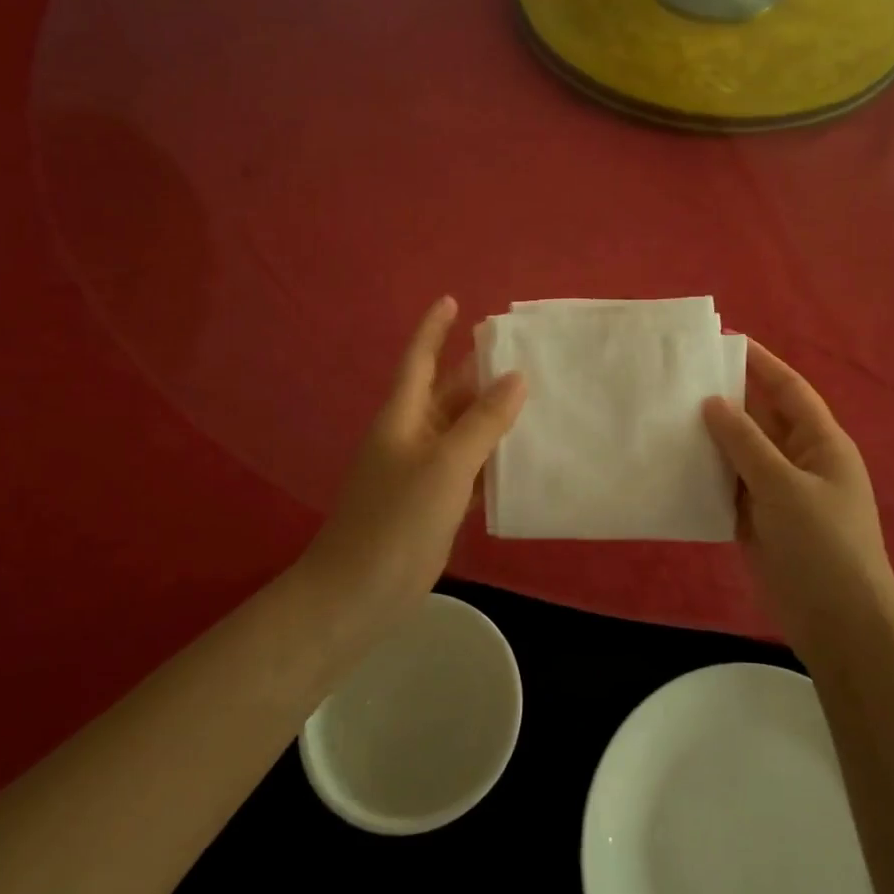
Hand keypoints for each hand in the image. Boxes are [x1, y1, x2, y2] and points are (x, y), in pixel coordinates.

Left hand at [306, 297, 525, 601]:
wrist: (358, 593)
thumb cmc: (397, 520)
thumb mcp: (445, 466)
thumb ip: (483, 422)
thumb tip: (516, 377)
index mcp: (404, 417)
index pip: (419, 360)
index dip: (434, 329)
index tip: (453, 299)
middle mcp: (411, 436)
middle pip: (447, 393)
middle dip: (478, 372)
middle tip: (523, 353)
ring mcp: (421, 472)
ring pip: (462, 431)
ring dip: (492, 416)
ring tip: (535, 399)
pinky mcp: (432, 503)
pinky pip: (467, 467)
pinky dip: (491, 459)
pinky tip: (521, 458)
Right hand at [703, 341, 893, 648]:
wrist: (837, 621)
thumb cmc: (822, 544)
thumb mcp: (784, 486)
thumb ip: (746, 443)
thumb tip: (713, 403)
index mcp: (821, 443)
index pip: (789, 390)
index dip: (761, 363)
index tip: (725, 340)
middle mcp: (800, 461)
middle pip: (761, 418)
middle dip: (728, 398)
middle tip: (682, 376)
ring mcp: (779, 492)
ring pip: (741, 453)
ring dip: (712, 437)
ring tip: (668, 413)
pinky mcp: (758, 520)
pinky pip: (729, 486)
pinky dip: (706, 475)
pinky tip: (674, 463)